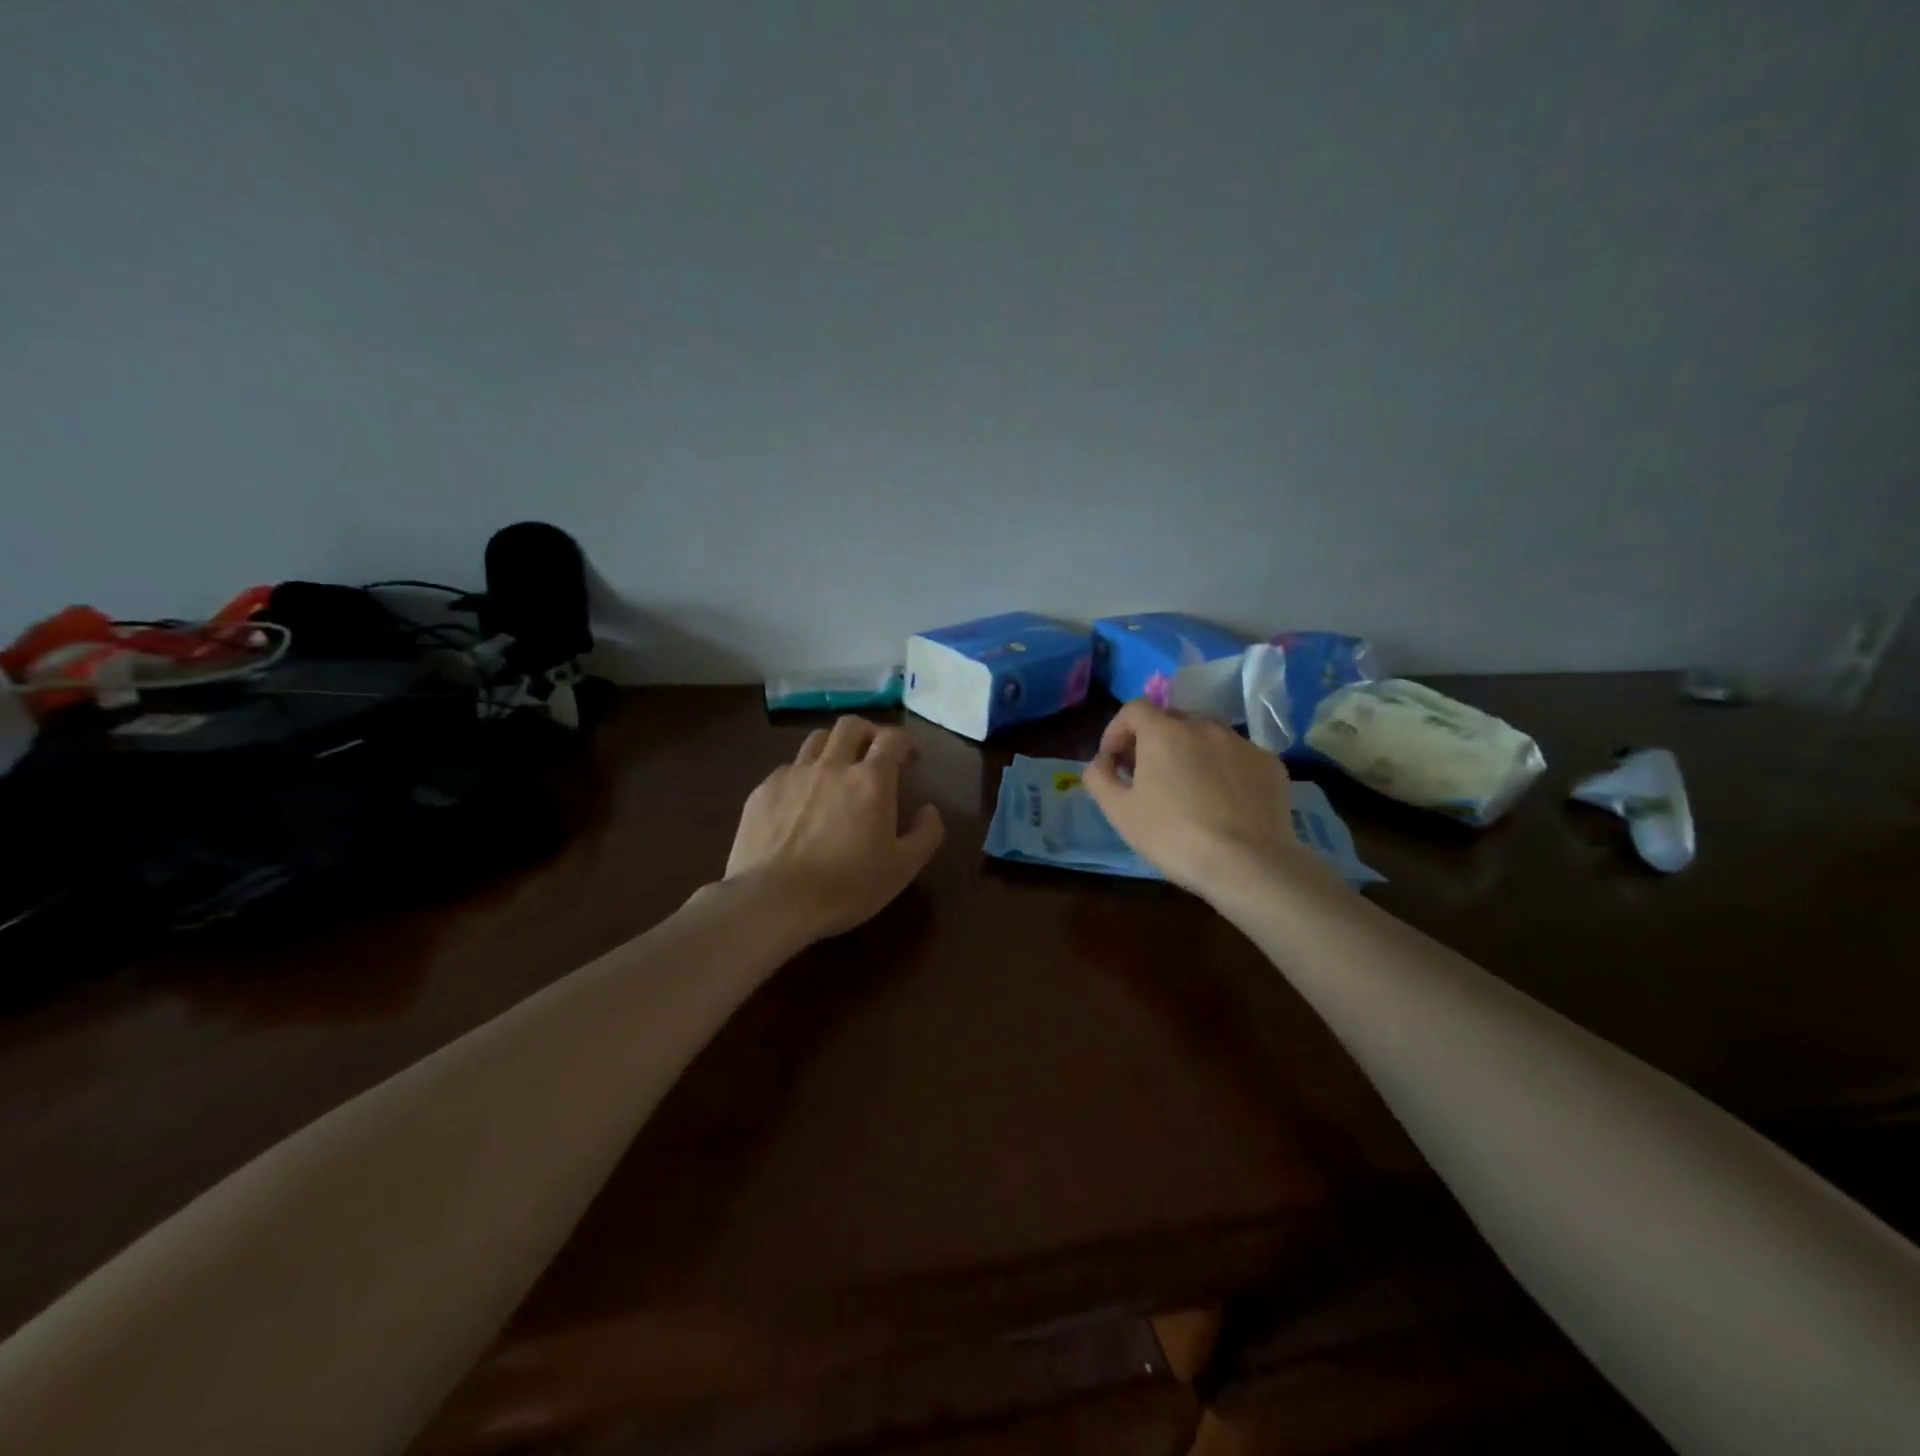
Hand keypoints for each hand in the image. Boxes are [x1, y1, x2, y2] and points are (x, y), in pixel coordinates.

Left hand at [725, 716, 945, 942]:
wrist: (774, 900)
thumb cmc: (846, 886)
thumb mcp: (902, 868)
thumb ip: (925, 834)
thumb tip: (929, 810)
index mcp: (871, 780)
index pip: (892, 738)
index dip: (905, 742)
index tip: (910, 757)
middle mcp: (832, 765)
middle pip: (851, 725)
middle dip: (868, 733)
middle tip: (874, 754)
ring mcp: (793, 774)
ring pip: (816, 739)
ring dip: (833, 746)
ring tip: (837, 770)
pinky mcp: (763, 790)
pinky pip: (787, 768)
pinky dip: (802, 775)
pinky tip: (801, 801)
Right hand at [1083, 699, 1316, 901]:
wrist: (1248, 864)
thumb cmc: (1173, 836)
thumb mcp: (1119, 812)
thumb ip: (1099, 777)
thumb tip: (1101, 762)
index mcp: (1164, 732)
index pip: (1134, 709)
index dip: (1117, 730)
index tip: (1113, 760)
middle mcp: (1204, 726)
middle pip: (1171, 719)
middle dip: (1153, 740)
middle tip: (1147, 775)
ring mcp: (1242, 743)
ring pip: (1207, 736)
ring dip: (1190, 751)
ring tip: (1188, 787)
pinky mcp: (1270, 765)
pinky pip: (1237, 756)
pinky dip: (1223, 769)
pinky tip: (1223, 802)